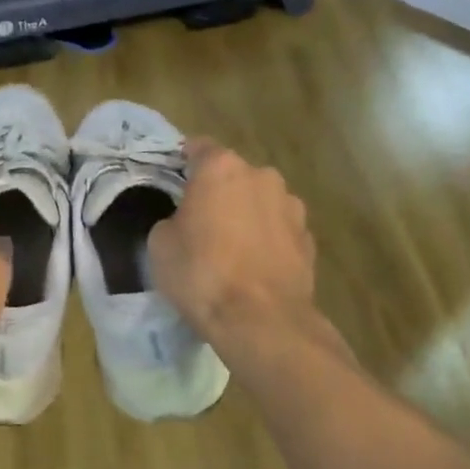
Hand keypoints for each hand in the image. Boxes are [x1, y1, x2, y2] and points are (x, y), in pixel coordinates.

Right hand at [149, 139, 316, 344]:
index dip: (184, 161)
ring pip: (260, 201)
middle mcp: (262, 176)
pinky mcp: (309, 239)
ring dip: (247, 214)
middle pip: (233, 175)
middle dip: (219, 191)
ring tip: (231, 247)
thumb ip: (172, 220)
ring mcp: (292, 206)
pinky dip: (267, 240)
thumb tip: (184, 223)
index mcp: (221, 168)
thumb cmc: (201, 273)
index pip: (198, 148)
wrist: (261, 320)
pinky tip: (254, 267)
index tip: (174, 178)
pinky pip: (279, 230)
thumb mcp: (160, 244)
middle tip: (201, 220)